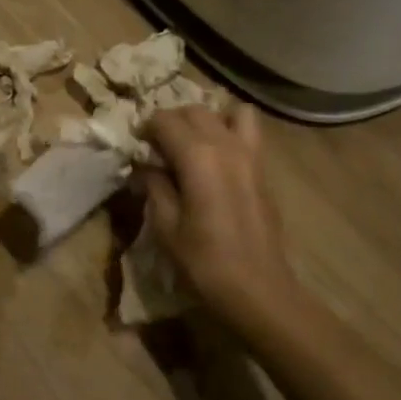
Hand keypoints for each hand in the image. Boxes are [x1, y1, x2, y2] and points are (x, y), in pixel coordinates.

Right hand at [141, 104, 299, 322]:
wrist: (258, 288)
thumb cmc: (204, 261)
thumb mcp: (166, 226)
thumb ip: (155, 186)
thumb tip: (147, 166)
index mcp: (198, 156)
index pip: (165, 120)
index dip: (146, 127)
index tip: (136, 144)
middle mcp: (226, 145)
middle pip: (195, 111)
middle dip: (172, 120)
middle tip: (158, 145)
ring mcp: (251, 154)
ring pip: (228, 112)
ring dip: (207, 119)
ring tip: (193, 142)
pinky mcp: (264, 169)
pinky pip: (249, 132)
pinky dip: (230, 131)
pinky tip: (217, 159)